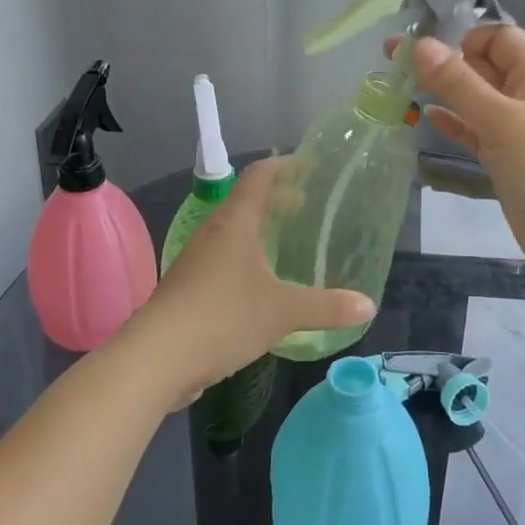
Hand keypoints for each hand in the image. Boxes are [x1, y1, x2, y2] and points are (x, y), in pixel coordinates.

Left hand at [117, 157, 373, 405]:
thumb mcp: (283, 312)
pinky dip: (245, 261)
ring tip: (285, 248)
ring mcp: (196, 262)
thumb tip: (368, 305)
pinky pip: (222, 262)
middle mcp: (213, 234)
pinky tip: (260, 288)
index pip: (258, 178)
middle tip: (305, 208)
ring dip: (259, 233)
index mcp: (235, 224)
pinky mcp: (187, 289)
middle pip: (246, 204)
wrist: (156, 359)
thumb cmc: (222, 318)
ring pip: (232, 235)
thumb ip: (327, 307)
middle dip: (276, 201)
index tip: (308, 166)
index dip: (284, 166)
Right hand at [404, 26, 524, 317]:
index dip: (463, 38)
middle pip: (484, 67)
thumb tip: (419, 44)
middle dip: (444, 63)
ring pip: (477, 102)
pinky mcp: (510, 163)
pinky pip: (478, 134)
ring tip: (399, 89)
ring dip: (445, 94)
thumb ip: (459, 83)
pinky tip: (427, 119)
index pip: (498, 37)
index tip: (424, 54)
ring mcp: (520, 132)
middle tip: (392, 64)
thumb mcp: (503, 120)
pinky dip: (455, 125)